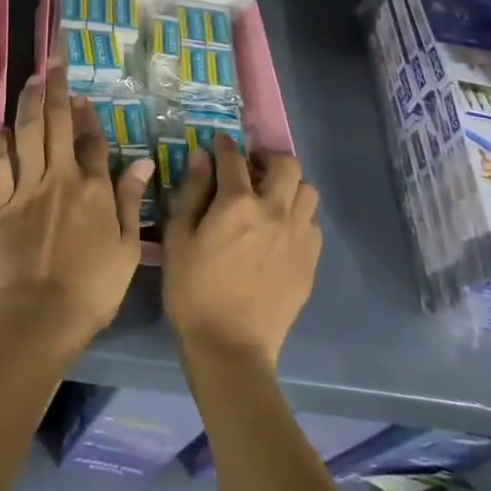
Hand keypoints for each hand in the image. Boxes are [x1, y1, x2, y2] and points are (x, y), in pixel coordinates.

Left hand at [0, 65, 153, 354]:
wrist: (42, 314)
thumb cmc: (93, 287)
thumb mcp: (127, 247)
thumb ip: (131, 201)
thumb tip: (144, 162)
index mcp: (94, 189)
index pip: (92, 142)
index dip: (87, 116)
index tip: (81, 96)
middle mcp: (61, 178)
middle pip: (58, 124)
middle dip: (57, 90)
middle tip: (54, 63)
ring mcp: (27, 188)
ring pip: (28, 134)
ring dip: (29, 103)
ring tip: (31, 80)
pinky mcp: (0, 203)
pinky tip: (1, 130)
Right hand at [163, 136, 320, 368]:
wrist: (230, 347)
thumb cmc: (193, 290)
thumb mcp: (178, 238)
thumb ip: (191, 192)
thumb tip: (202, 156)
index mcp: (237, 203)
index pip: (233, 157)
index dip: (224, 145)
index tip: (218, 143)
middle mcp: (274, 210)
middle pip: (286, 164)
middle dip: (267, 158)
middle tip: (250, 169)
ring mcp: (297, 236)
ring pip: (307, 190)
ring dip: (289, 185)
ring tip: (269, 197)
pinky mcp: (310, 261)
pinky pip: (312, 223)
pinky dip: (297, 216)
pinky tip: (280, 231)